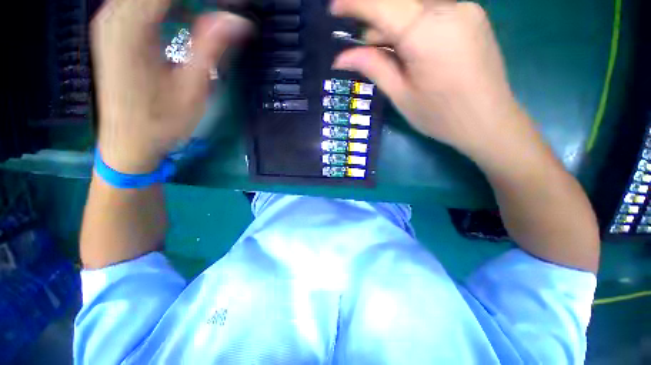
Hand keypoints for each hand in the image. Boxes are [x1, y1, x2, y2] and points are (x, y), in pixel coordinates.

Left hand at [92, 0, 250, 173]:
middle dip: (199, 0)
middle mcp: (115, 15)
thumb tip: (239, 21)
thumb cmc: (161, 122)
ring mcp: (112, 21)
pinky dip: (170, 5)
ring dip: (185, 3)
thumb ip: (211, 48)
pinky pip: (144, 4)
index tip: (236, 5)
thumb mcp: (193, 88)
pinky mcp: (116, 31)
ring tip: (216, 12)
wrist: (128, 142)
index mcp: (131, 27)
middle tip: (227, 11)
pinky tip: (190, 15)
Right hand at [331, 0, 529, 158]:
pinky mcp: (472, 16)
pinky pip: (432, 13)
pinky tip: (409, 50)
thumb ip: (372, 67)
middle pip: (399, 5)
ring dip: (393, 27)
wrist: (489, 122)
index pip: (382, 6)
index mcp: (428, 33)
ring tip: (386, 56)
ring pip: (415, 9)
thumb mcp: (400, 95)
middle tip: (362, 50)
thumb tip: (341, 57)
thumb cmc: (440, 116)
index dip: (354, 3)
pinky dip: (413, 27)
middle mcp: (450, 9)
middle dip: (375, 24)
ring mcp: (465, 10)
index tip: (333, 8)